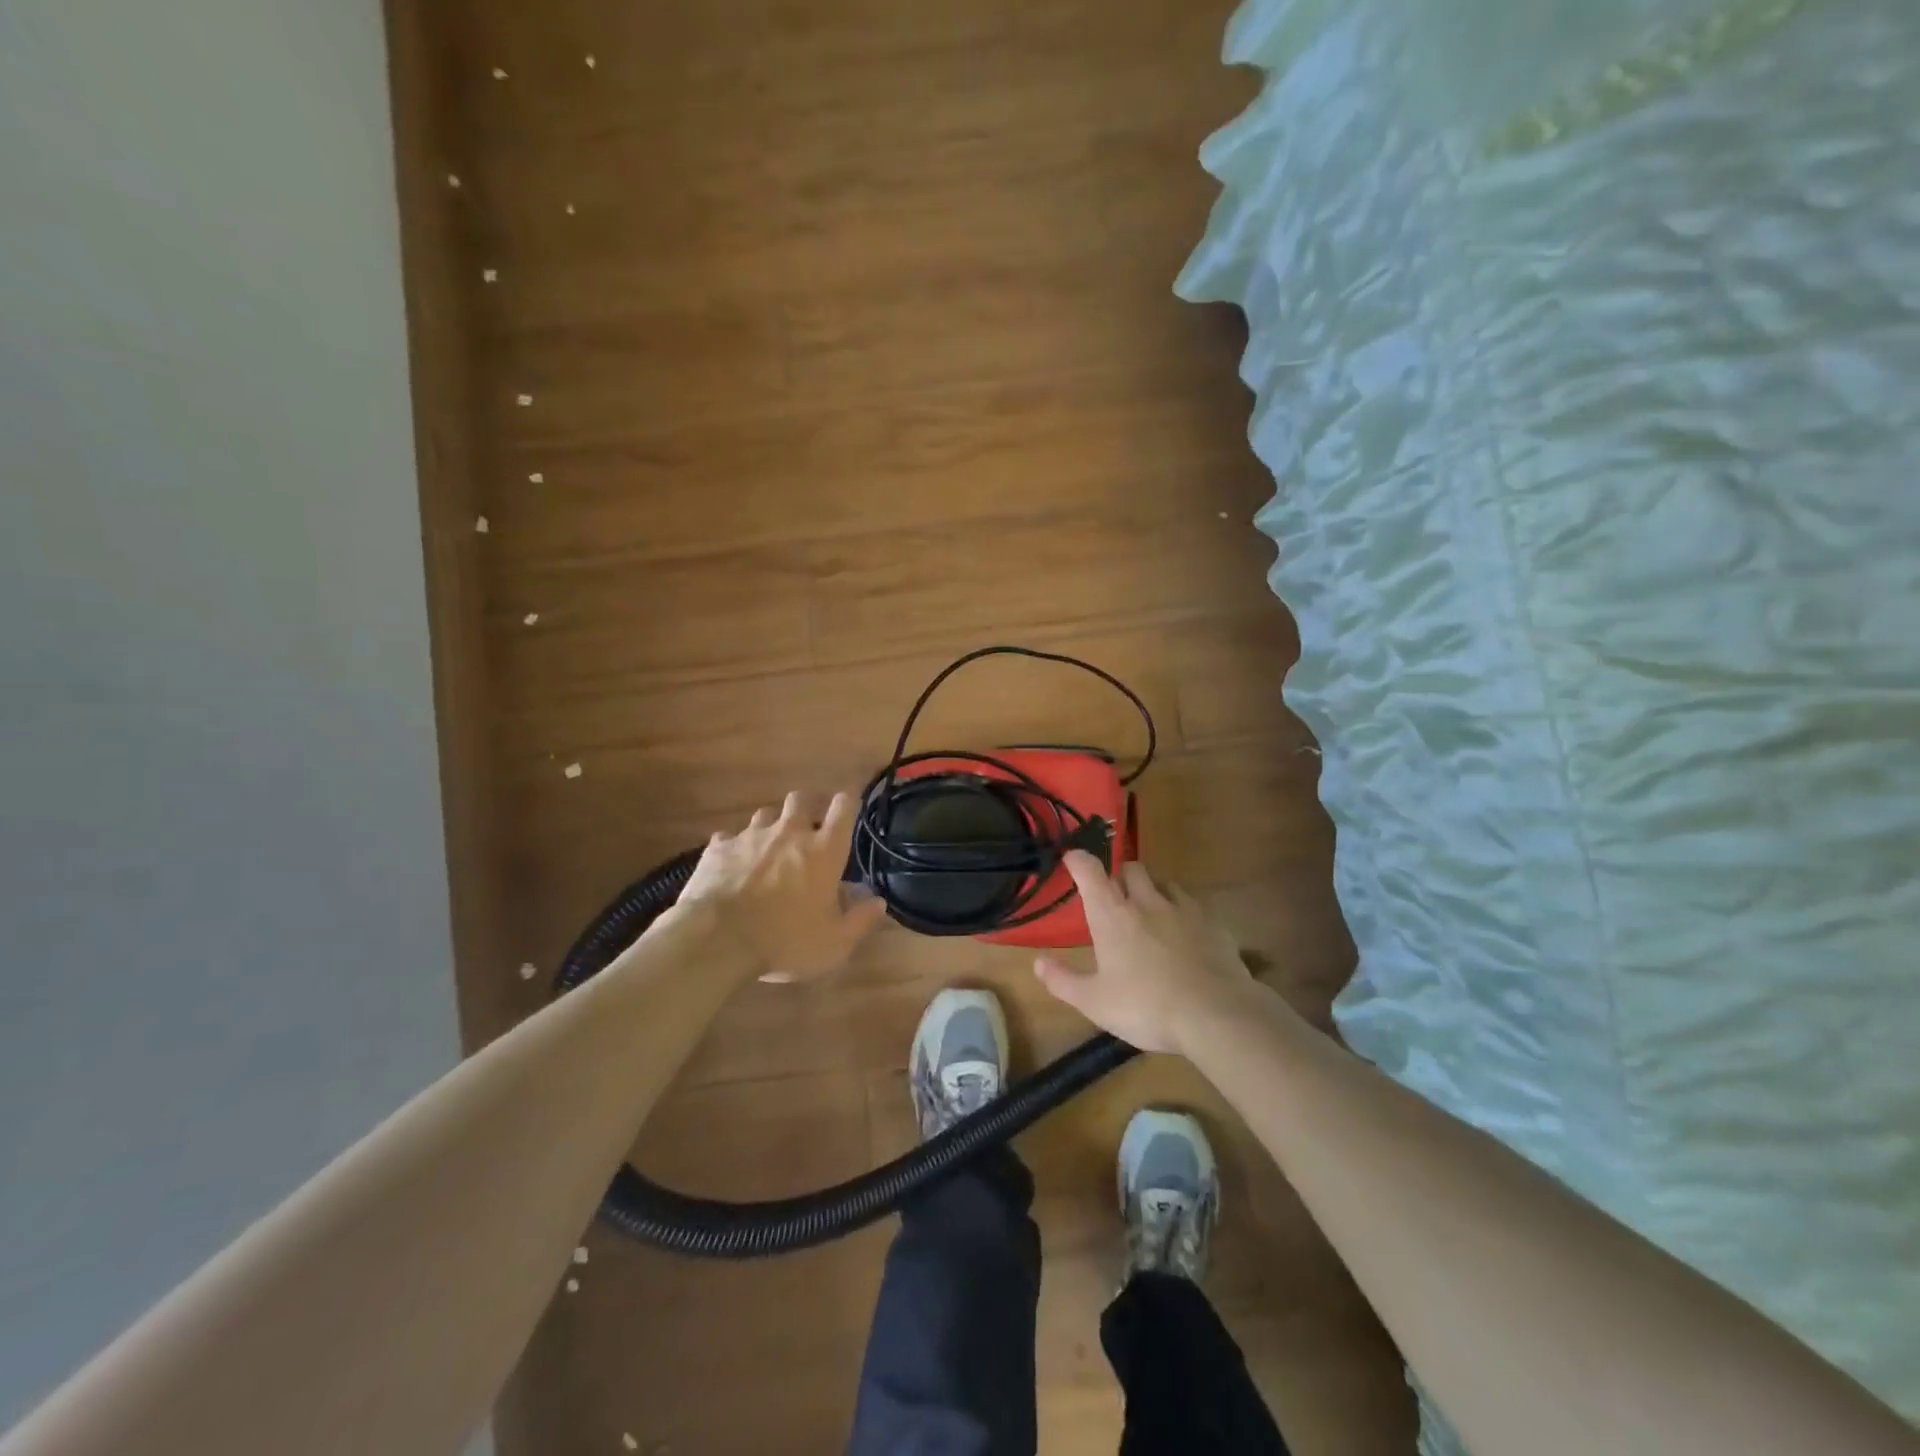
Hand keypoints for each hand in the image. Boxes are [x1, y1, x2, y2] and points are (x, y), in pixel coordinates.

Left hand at [675, 790, 887, 983]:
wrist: (717, 939)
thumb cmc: (785, 940)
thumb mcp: (834, 942)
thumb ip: (860, 920)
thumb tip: (879, 901)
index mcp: (824, 850)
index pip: (844, 807)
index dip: (848, 803)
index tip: (848, 810)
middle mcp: (790, 832)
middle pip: (802, 798)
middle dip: (807, 807)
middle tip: (808, 830)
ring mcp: (751, 836)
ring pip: (766, 814)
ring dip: (772, 826)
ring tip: (770, 848)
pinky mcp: (719, 847)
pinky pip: (730, 837)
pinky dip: (735, 847)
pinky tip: (733, 865)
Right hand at [1034, 852, 1256, 1053]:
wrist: (1216, 1014)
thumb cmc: (1146, 1007)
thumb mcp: (1095, 1002)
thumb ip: (1063, 981)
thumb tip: (1037, 962)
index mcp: (1112, 916)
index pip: (1090, 871)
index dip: (1078, 860)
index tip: (1071, 858)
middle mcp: (1146, 902)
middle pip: (1131, 868)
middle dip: (1121, 875)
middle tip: (1116, 897)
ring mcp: (1183, 909)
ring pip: (1164, 883)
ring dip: (1153, 890)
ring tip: (1151, 912)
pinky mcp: (1212, 923)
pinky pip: (1193, 905)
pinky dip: (1183, 912)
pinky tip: (1186, 934)